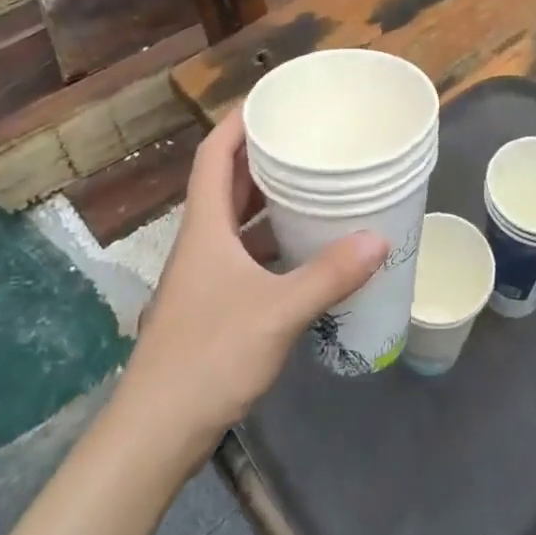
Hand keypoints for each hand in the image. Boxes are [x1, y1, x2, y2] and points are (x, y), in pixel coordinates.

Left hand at [115, 108, 388, 462]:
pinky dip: (271, 242)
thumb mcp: (277, 311)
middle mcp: (201, 242)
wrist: (155, 434)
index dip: (236, 122)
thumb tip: (379, 239)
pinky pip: (244, 255)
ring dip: (267, 200)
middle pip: (227, 183)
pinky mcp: (212, 305)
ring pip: (236, 221)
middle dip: (261, 156)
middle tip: (304, 138)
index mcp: (205, 227)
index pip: (213, 155)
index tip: (270, 101)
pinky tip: (303, 250)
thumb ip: (328, 275)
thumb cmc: (208, 356)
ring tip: (310, 184)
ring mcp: (204, 276)